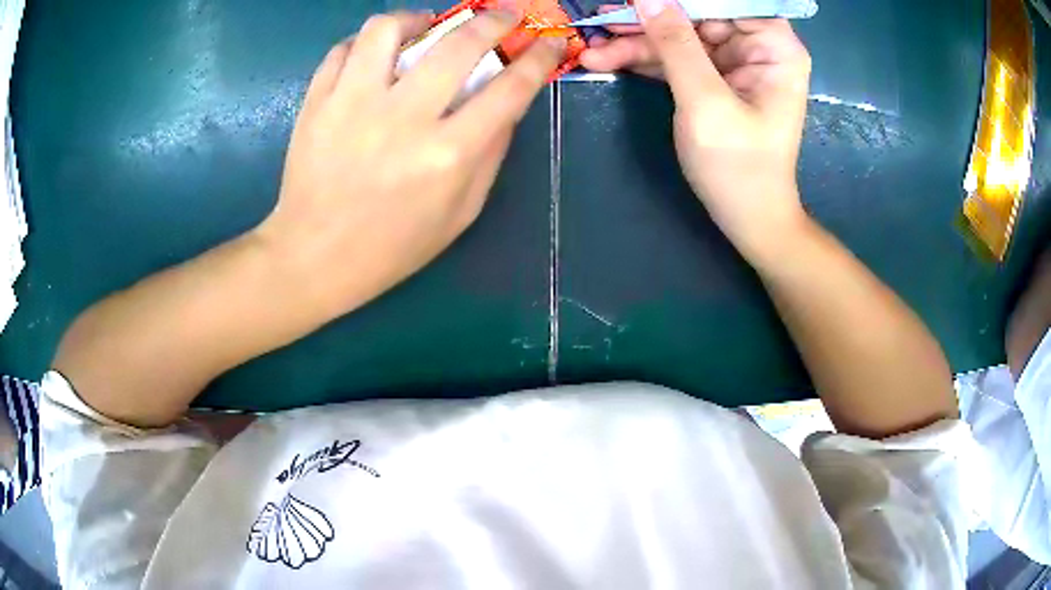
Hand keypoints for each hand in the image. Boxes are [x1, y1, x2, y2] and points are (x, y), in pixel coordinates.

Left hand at [256, 12, 565, 314]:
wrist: (314, 257)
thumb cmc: (393, 246)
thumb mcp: (460, 213)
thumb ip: (490, 155)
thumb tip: (508, 103)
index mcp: (447, 155)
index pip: (509, 89)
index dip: (537, 59)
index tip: (546, 43)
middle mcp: (402, 119)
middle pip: (458, 44)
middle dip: (493, 20)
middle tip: (503, 14)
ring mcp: (352, 105)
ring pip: (387, 29)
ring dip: (417, 17)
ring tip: (425, 25)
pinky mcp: (317, 103)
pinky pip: (344, 49)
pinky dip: (367, 42)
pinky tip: (378, 53)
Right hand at [582, 1, 811, 259]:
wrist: (748, 218)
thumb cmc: (739, 166)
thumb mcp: (706, 102)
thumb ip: (677, 46)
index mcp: (773, 47)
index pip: (725, 2)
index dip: (681, 0)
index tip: (636, 0)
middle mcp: (755, 47)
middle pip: (695, 16)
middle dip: (648, 21)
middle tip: (602, 21)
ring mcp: (732, 62)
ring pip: (678, 36)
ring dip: (636, 43)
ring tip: (593, 49)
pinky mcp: (712, 79)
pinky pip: (674, 59)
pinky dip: (643, 60)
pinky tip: (606, 59)